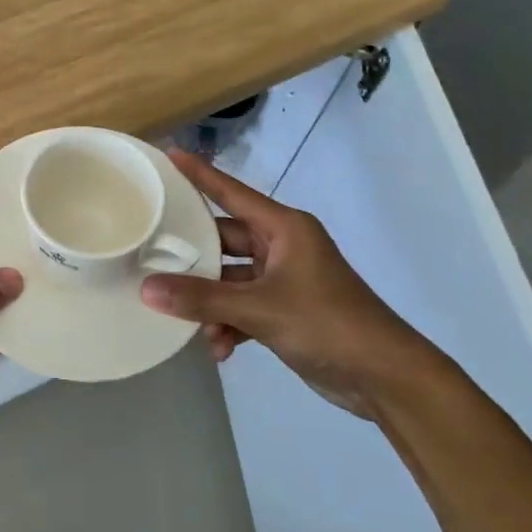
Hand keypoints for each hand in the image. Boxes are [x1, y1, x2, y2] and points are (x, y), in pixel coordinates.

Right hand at [140, 151, 451, 417]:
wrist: (385, 377)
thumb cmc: (327, 324)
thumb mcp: (259, 309)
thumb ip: (202, 299)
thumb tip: (146, 290)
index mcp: (284, 228)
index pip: (231, 193)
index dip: (199, 174)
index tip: (168, 155)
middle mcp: (282, 246)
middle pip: (223, 241)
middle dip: (193, 260)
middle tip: (151, 261)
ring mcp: (284, 279)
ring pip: (230, 280)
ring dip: (211, 304)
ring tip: (192, 327)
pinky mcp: (286, 310)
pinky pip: (243, 307)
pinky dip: (229, 324)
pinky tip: (219, 349)